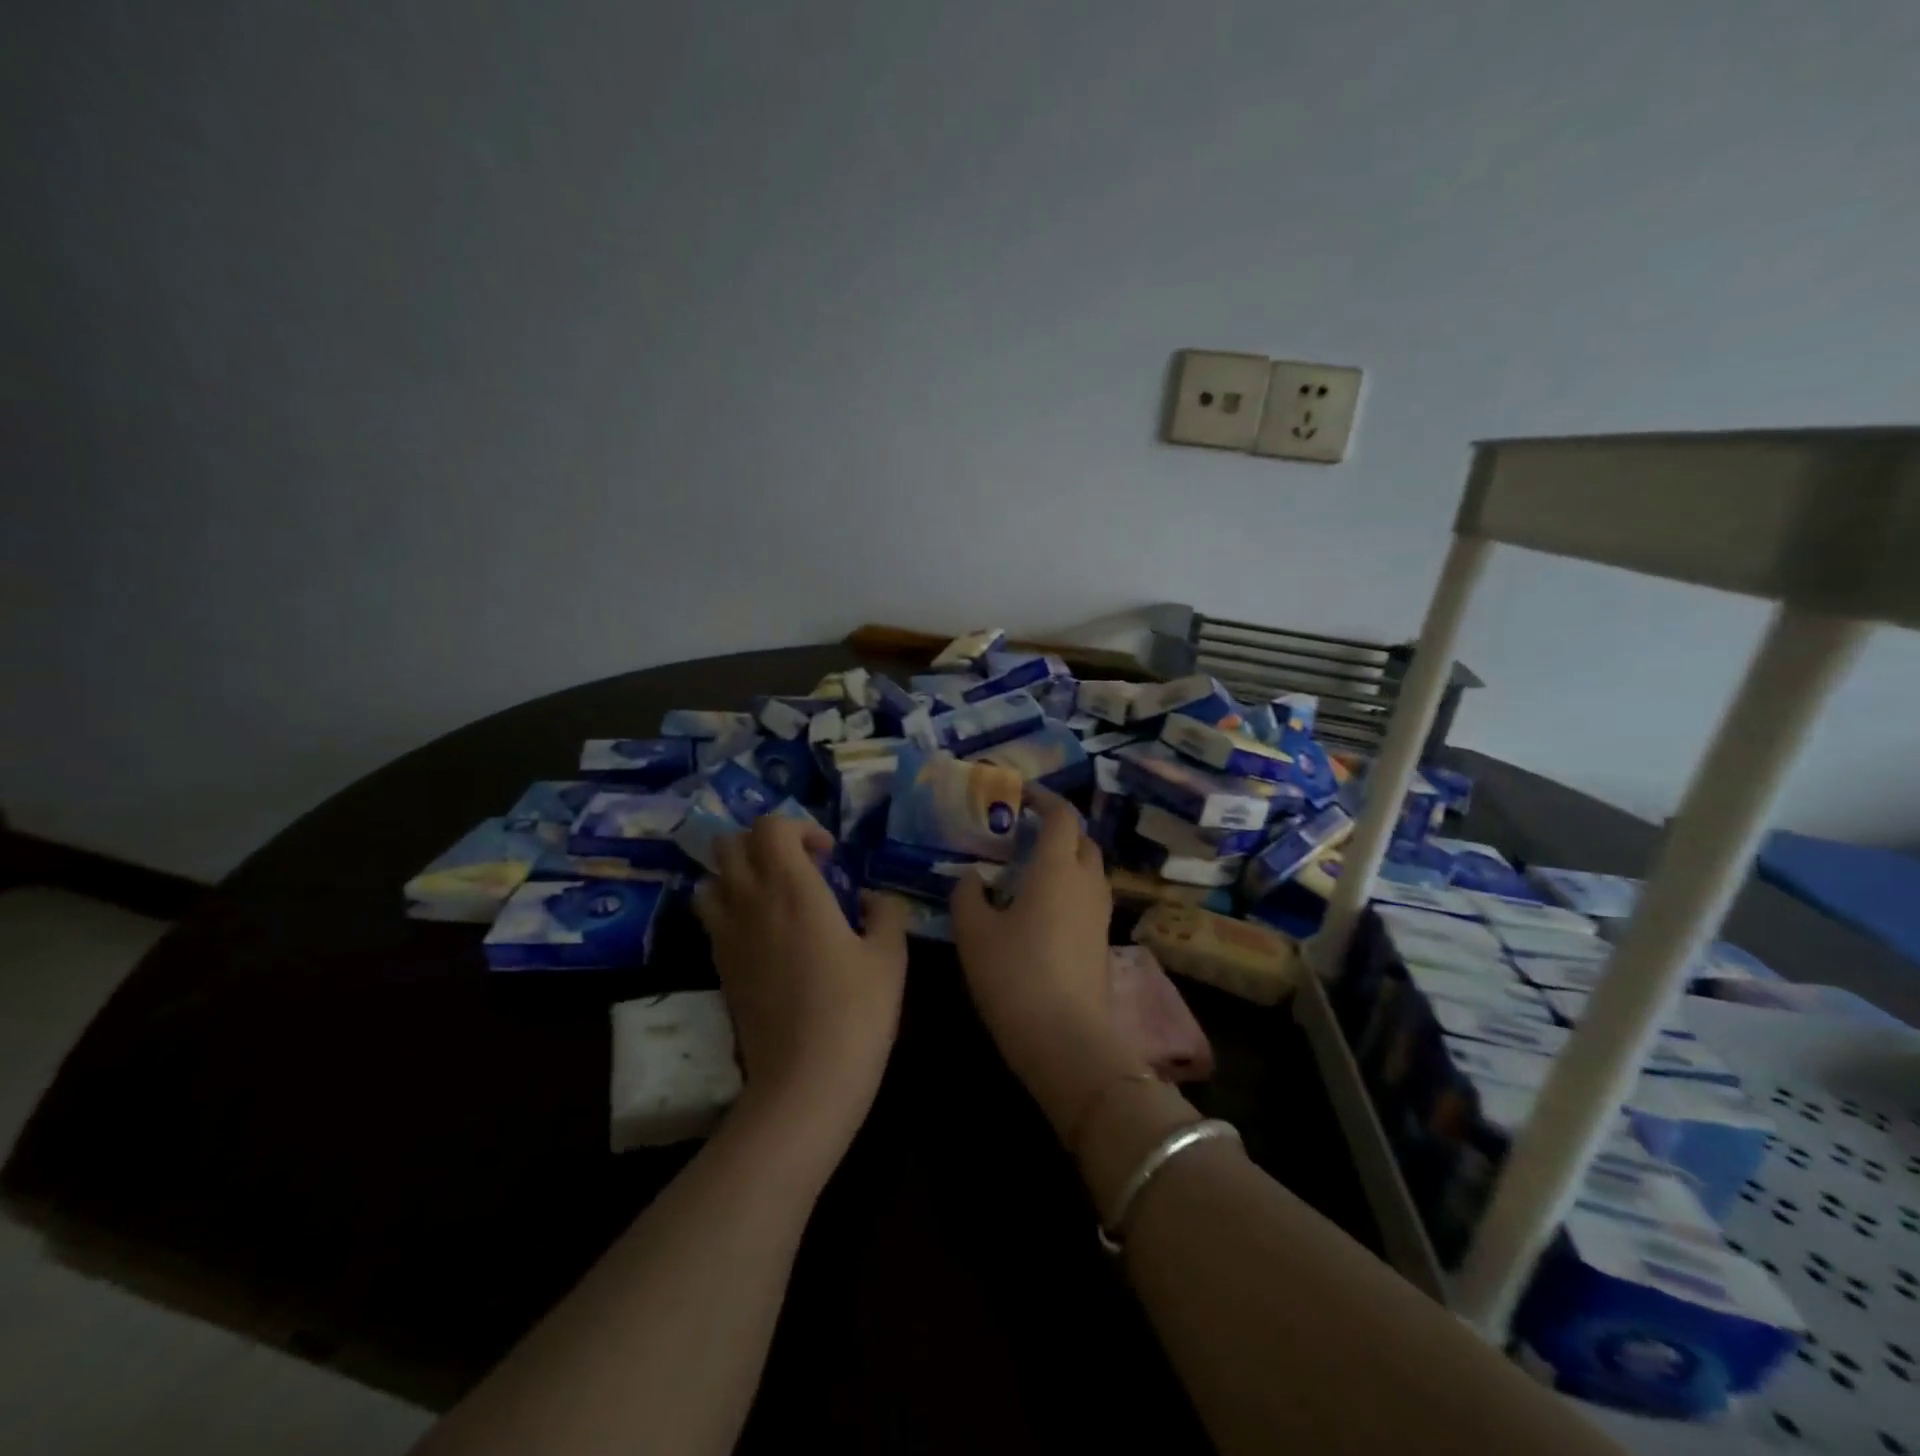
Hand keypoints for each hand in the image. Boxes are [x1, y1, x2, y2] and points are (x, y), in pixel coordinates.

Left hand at [694, 816, 909, 1153]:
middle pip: (730, 844)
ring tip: (772, 894)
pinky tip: (762, 932)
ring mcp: (727, 935)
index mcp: (793, 888)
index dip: (800, 827)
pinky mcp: (719, 966)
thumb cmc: (856, 1010)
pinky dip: (729, 907)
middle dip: (763, 842)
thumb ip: (885, 912)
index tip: (829, 855)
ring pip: (711, 878)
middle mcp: (751, 901)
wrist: (805, 1080)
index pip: (771, 826)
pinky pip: (710, 916)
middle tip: (798, 867)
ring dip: (738, 873)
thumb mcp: (890, 955)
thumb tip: (872, 898)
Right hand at [950, 787, 1136, 1128]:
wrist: (1066, 1041)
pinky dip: (1069, 889)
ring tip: (1028, 870)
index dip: (1043, 798)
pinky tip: (1040, 910)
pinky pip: (1088, 898)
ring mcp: (1101, 913)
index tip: (1020, 794)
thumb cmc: (1014, 975)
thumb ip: (967, 895)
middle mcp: (1087, 882)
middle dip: (1056, 828)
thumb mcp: (974, 933)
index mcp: (1057, 868)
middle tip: (1022, 832)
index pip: (1061, 815)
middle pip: (1081, 839)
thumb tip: (970, 877)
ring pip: (1088, 869)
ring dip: (1065, 859)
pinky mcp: (1104, 941)